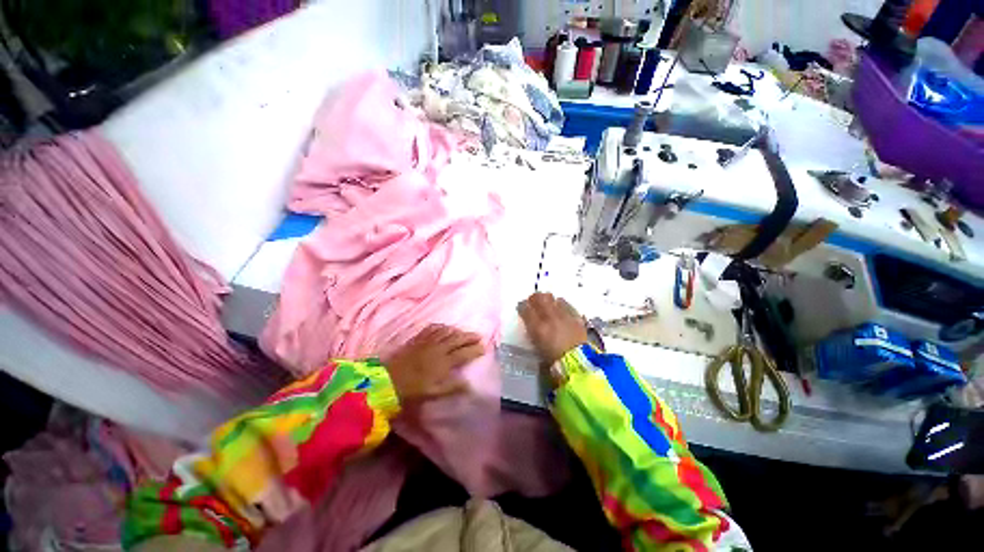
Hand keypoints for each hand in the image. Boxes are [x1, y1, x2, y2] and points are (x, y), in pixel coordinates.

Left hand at [383, 325, 483, 402]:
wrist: (388, 380)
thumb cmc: (413, 390)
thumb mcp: (434, 392)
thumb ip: (453, 387)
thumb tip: (470, 385)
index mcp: (444, 362)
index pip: (464, 353)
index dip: (475, 350)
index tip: (484, 348)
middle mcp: (439, 348)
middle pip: (458, 339)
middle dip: (470, 337)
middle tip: (478, 336)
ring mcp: (428, 342)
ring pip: (447, 332)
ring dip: (457, 331)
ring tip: (464, 332)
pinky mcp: (418, 339)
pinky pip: (433, 329)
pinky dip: (442, 327)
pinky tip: (444, 327)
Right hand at [517, 292, 587, 365]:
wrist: (578, 362)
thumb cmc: (554, 359)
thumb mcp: (538, 346)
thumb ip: (533, 332)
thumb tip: (531, 323)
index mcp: (537, 327)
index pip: (525, 309)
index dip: (522, 306)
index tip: (522, 307)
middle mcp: (550, 317)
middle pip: (539, 298)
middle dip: (535, 298)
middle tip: (534, 301)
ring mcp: (564, 315)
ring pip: (553, 298)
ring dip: (549, 300)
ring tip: (549, 305)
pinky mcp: (576, 316)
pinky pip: (566, 305)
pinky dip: (562, 305)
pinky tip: (561, 310)